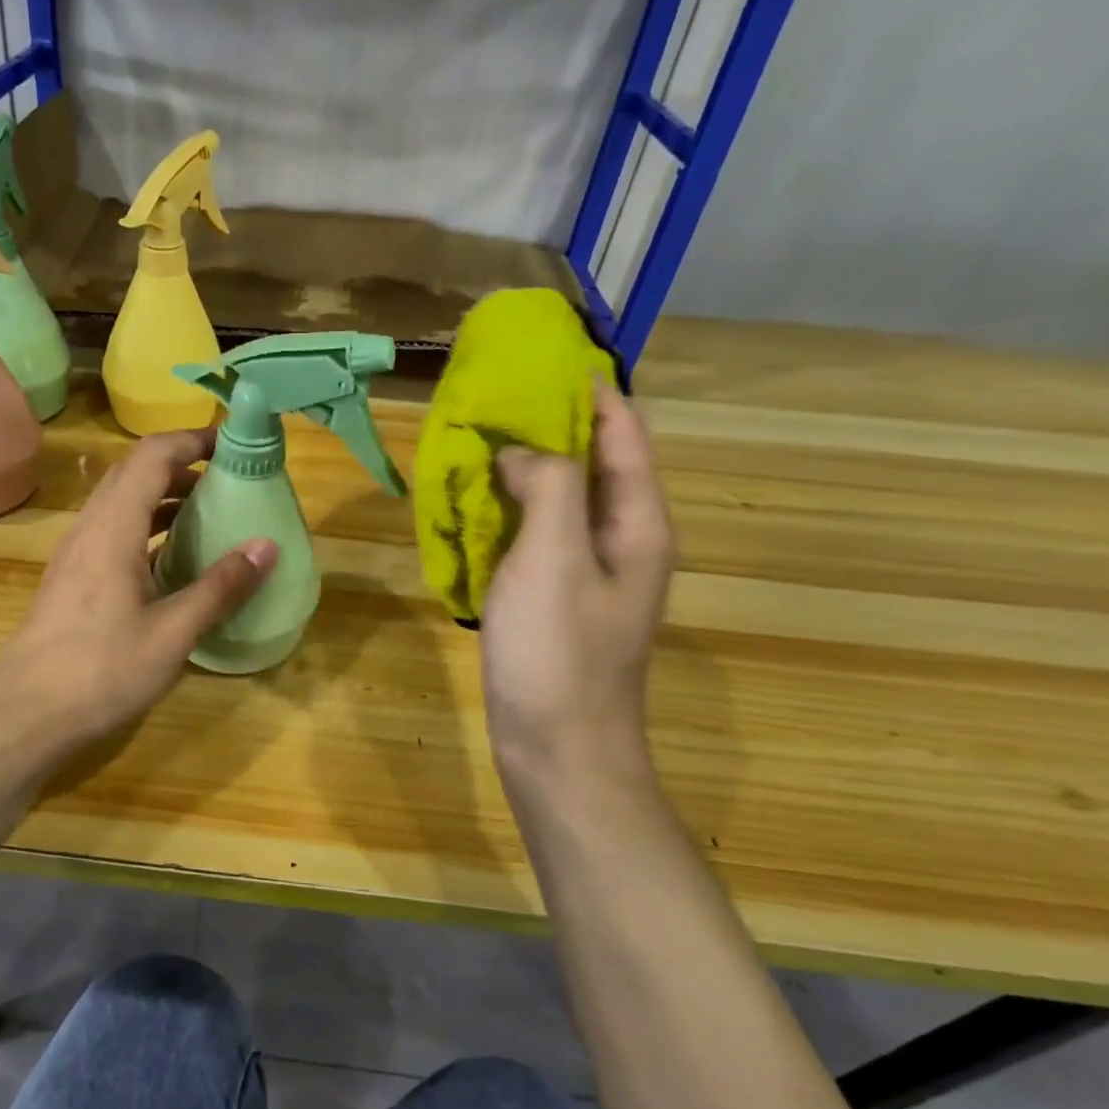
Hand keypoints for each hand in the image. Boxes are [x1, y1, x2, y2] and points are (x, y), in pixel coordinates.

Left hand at [0, 427, 277, 758]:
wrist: (24, 715)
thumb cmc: (101, 670)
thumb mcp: (173, 632)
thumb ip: (220, 587)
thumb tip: (267, 545)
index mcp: (113, 527)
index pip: (152, 456)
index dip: (192, 440)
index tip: (233, 445)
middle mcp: (90, 527)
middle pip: (135, 473)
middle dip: (183, 466)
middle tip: (229, 480)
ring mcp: (77, 553)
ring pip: (122, 503)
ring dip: (164, 497)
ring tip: (210, 514)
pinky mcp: (74, 578)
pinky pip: (115, 531)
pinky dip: (148, 527)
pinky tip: (173, 559)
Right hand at [481, 380, 673, 785]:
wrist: (558, 751)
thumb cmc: (558, 655)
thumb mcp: (552, 559)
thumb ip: (548, 488)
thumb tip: (523, 451)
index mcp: (637, 522)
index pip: (623, 431)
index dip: (589, 389)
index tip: (541, 357)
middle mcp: (622, 539)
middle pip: (593, 461)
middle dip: (548, 425)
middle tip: (492, 398)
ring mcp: (588, 572)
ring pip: (559, 499)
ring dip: (523, 469)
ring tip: (474, 442)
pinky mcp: (556, 598)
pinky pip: (535, 536)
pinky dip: (508, 512)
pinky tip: (471, 506)